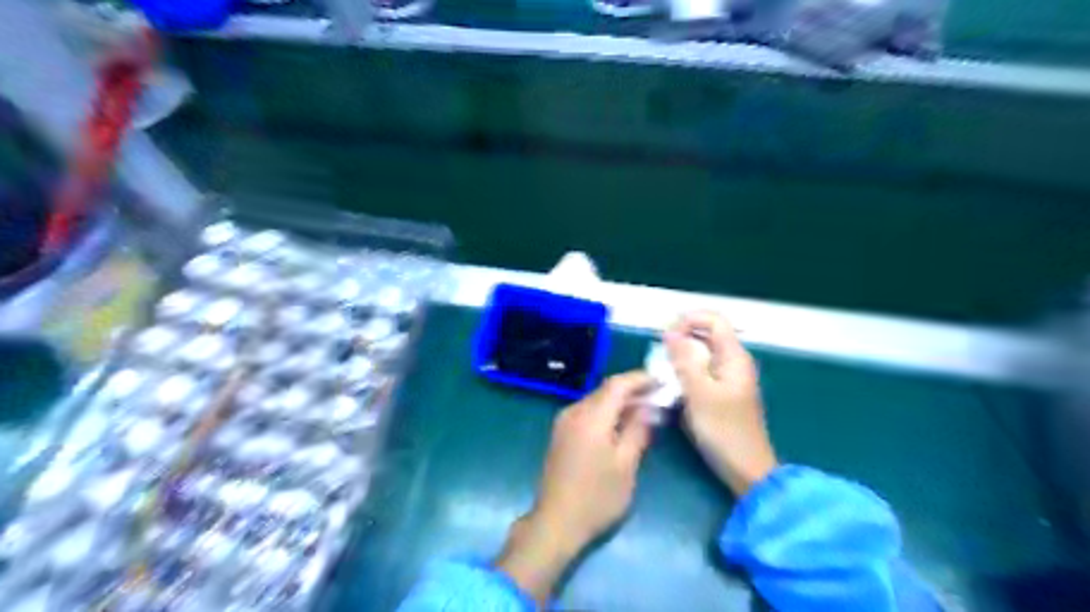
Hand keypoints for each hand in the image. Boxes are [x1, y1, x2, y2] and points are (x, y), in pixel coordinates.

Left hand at [497, 370, 654, 604]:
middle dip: (633, 390)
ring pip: (597, 401)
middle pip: (606, 390)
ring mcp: (564, 422)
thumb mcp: (626, 465)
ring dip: (620, 402)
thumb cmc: (596, 497)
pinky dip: (607, 413)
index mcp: (591, 417)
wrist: (556, 522)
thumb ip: (638, 430)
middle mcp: (574, 412)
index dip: (641, 379)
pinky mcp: (561, 433)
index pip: (618, 384)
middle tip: (659, 396)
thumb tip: (649, 407)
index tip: (663, 381)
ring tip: (646, 410)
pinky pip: (588, 413)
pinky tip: (622, 425)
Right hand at [663, 310, 774, 497]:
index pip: (713, 319)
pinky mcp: (722, 393)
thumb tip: (670, 332)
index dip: (688, 320)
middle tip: (659, 357)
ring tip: (662, 374)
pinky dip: (685, 374)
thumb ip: (684, 360)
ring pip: (701, 354)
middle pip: (705, 334)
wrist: (746, 469)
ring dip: (680, 359)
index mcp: (734, 357)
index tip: (665, 336)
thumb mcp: (699, 393)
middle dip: (680, 340)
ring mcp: (728, 378)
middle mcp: (733, 362)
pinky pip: (701, 372)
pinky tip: (673, 389)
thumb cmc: (723, 431)